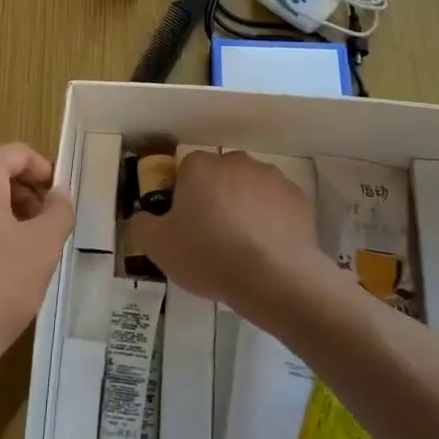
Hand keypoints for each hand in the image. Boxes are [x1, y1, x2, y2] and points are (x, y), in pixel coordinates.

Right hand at [127, 151, 343, 322]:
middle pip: (220, 176)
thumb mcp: (159, 247)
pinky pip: (277, 205)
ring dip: (246, 207)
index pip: (187, 172)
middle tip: (213, 237)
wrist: (274, 277)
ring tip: (244, 247)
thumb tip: (140, 217)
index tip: (187, 225)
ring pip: (251, 188)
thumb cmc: (209, 255)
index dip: (185, 197)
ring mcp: (271, 177)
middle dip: (217, 198)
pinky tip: (269, 249)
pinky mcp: (298, 197)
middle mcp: (236, 161)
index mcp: (200, 167)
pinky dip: (272, 220)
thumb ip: (141, 225)